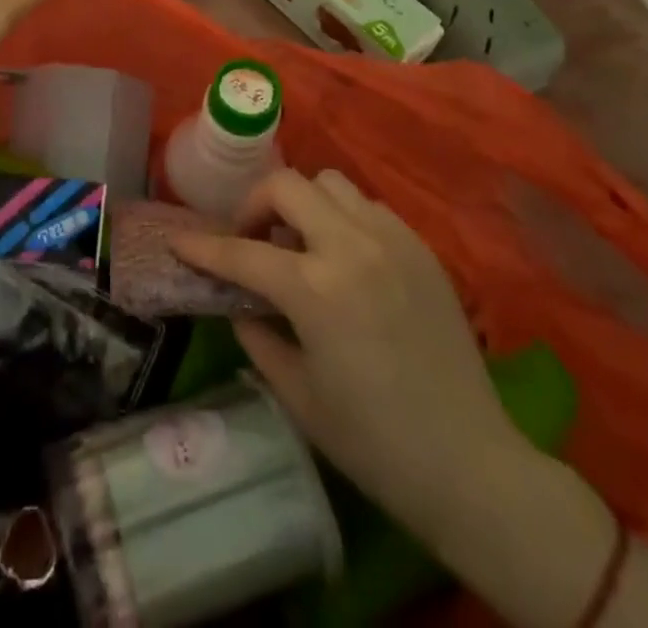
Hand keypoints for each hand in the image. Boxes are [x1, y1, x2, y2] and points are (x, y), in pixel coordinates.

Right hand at [173, 169, 532, 535]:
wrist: (469, 464)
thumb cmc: (373, 442)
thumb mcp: (297, 393)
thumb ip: (256, 335)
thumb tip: (239, 302)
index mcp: (316, 288)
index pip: (242, 252)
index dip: (203, 247)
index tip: (178, 241)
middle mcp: (352, 246)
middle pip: (286, 185)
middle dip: (255, 204)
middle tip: (250, 239)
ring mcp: (392, 240)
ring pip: (330, 184)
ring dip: (302, 204)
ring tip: (300, 244)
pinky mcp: (420, 247)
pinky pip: (368, 207)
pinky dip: (342, 218)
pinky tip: (344, 258)